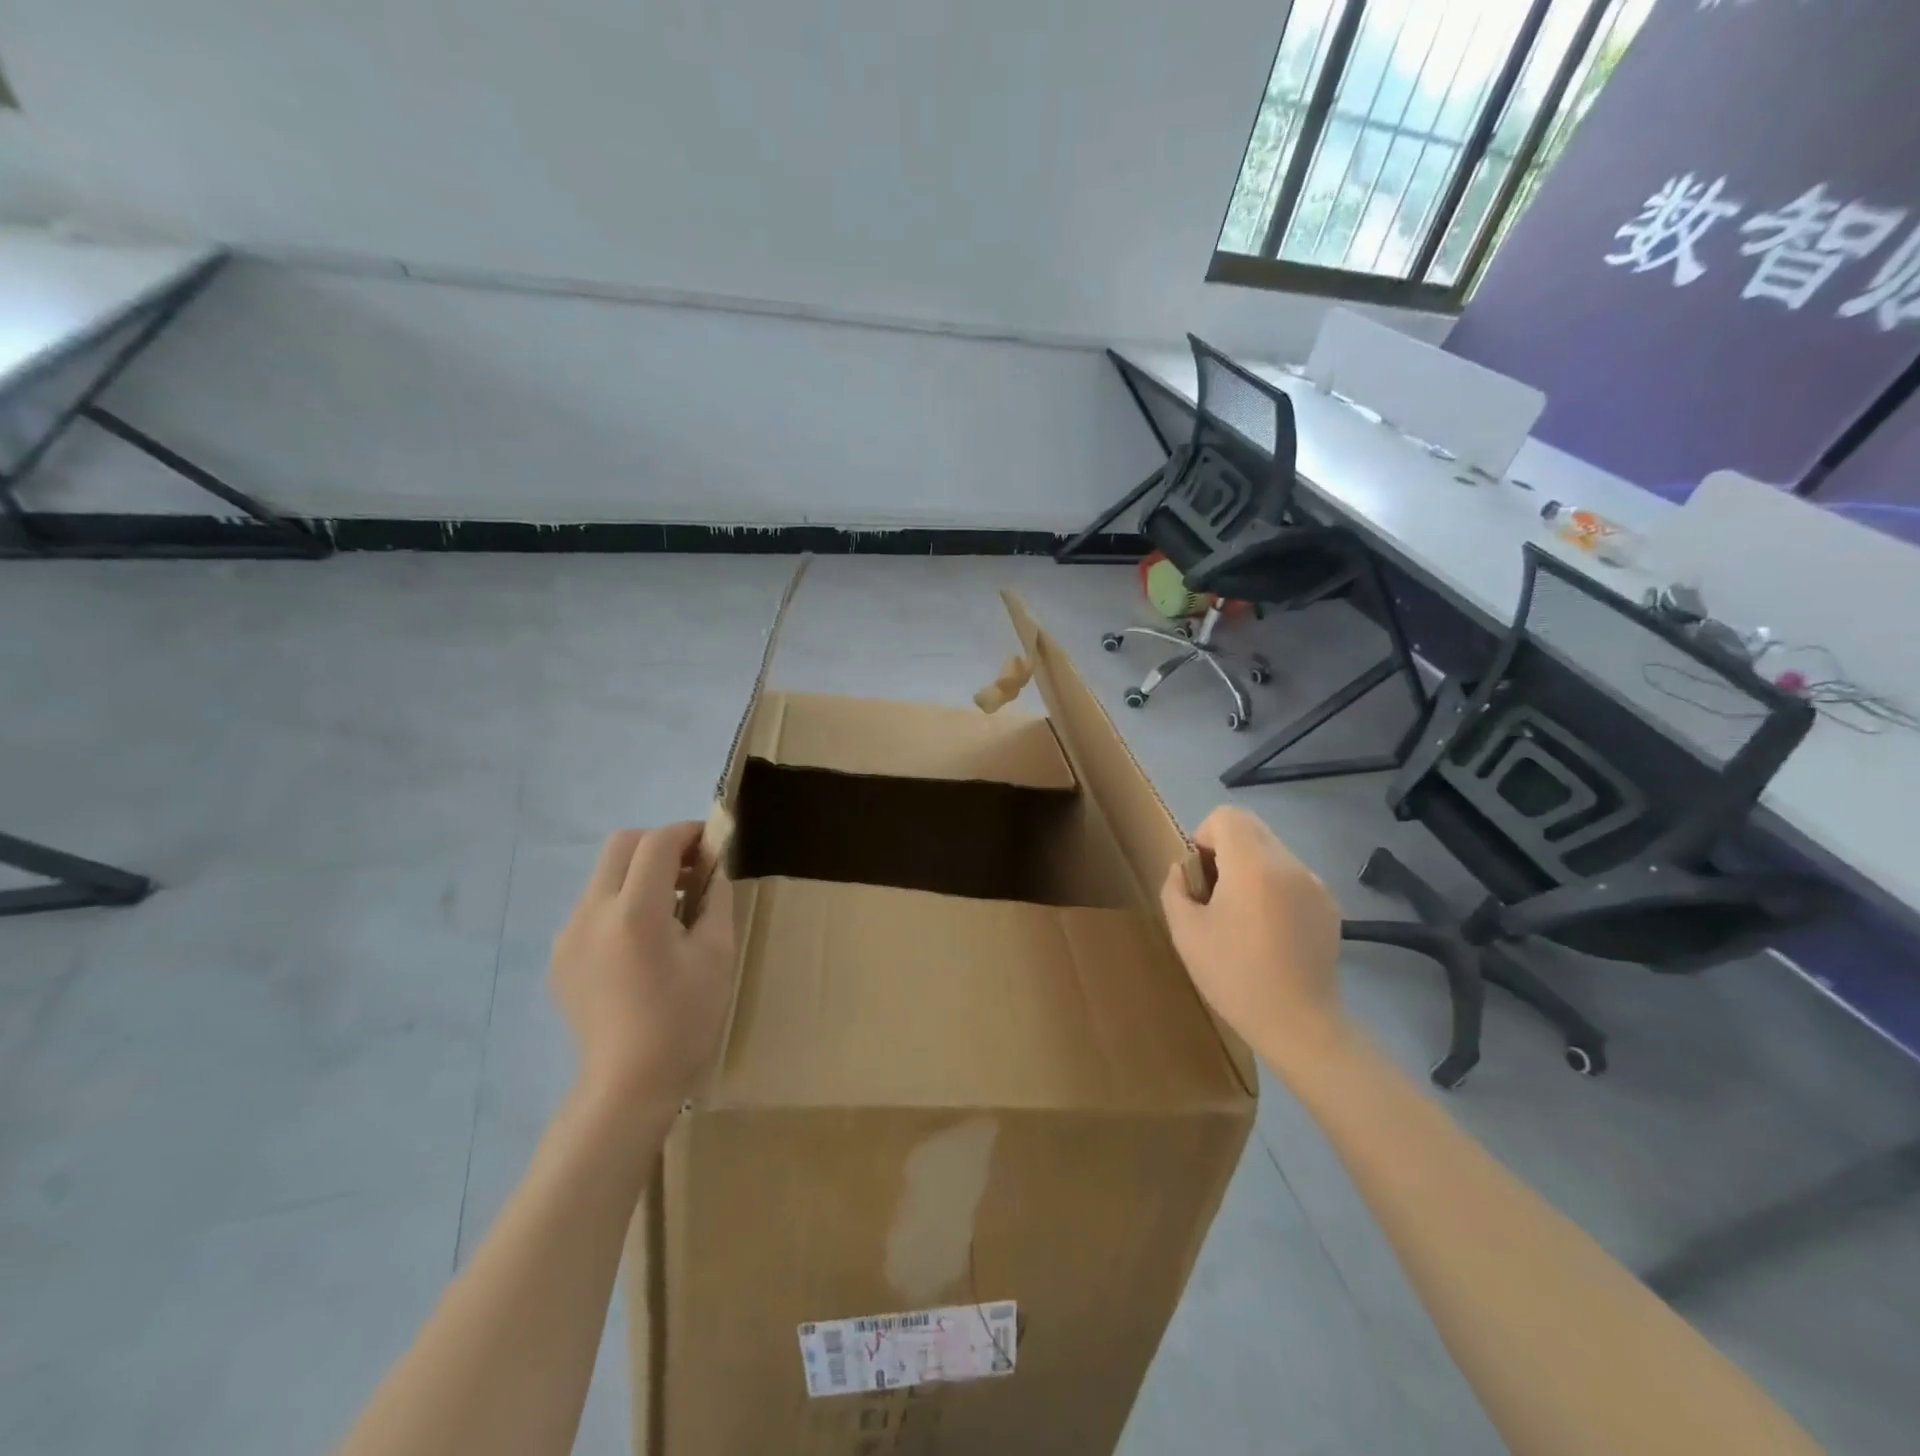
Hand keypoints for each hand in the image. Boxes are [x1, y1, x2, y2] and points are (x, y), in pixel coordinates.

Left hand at [550, 823, 735, 1109]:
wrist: (627, 1084)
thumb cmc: (683, 1019)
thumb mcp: (717, 954)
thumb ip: (715, 898)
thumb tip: (713, 866)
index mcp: (635, 912)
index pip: (657, 843)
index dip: (687, 833)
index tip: (711, 844)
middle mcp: (592, 913)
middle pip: (621, 845)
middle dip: (659, 844)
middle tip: (690, 869)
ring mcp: (569, 935)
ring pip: (603, 875)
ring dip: (638, 873)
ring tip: (669, 908)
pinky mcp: (560, 956)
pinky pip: (592, 907)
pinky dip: (620, 902)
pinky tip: (641, 941)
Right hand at [1160, 806, 1344, 1067]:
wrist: (1299, 1024)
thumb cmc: (1235, 976)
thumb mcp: (1186, 933)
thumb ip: (1175, 889)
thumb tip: (1183, 871)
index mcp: (1252, 865)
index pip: (1227, 816)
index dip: (1205, 836)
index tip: (1201, 875)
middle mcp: (1289, 864)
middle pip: (1251, 829)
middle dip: (1226, 850)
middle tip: (1216, 895)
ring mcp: (1314, 883)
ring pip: (1272, 852)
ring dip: (1250, 869)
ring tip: (1243, 917)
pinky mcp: (1329, 905)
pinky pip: (1292, 877)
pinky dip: (1273, 888)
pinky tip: (1269, 931)